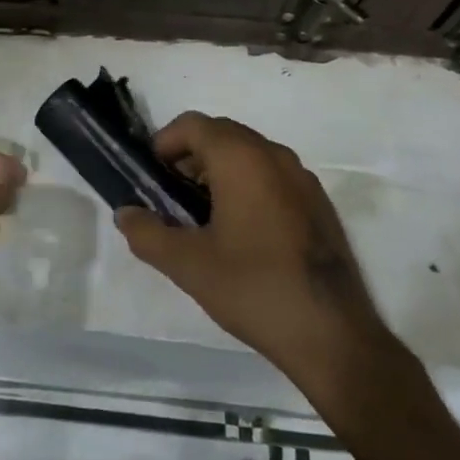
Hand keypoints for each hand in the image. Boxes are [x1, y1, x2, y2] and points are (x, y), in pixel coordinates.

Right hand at [116, 113, 391, 398]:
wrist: (333, 335)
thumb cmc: (254, 288)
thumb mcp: (188, 265)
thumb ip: (147, 234)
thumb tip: (125, 214)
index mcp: (241, 158)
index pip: (192, 124)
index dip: (164, 143)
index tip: (150, 177)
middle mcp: (274, 155)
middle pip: (221, 133)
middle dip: (189, 155)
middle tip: (170, 196)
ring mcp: (302, 177)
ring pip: (248, 153)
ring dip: (218, 169)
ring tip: (202, 215)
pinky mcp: (318, 202)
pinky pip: (272, 174)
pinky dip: (247, 183)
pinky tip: (241, 230)